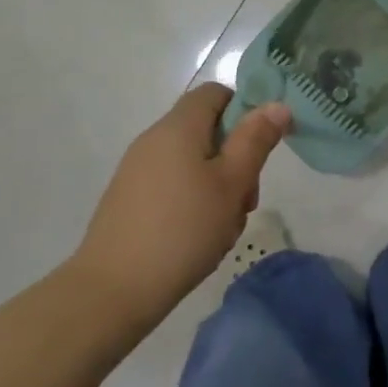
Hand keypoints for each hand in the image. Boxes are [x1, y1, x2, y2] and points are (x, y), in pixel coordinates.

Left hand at [66, 85, 291, 319]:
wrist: (111, 292)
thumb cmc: (182, 230)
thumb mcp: (232, 183)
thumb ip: (255, 140)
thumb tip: (276, 104)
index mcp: (178, 127)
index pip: (216, 93)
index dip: (245, 110)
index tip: (261, 146)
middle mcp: (154, 140)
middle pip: (208, 131)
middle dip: (236, 160)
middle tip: (246, 200)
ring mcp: (137, 171)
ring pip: (194, 163)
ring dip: (218, 187)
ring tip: (224, 228)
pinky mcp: (129, 200)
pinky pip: (173, 186)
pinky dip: (194, 203)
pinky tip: (200, 239)